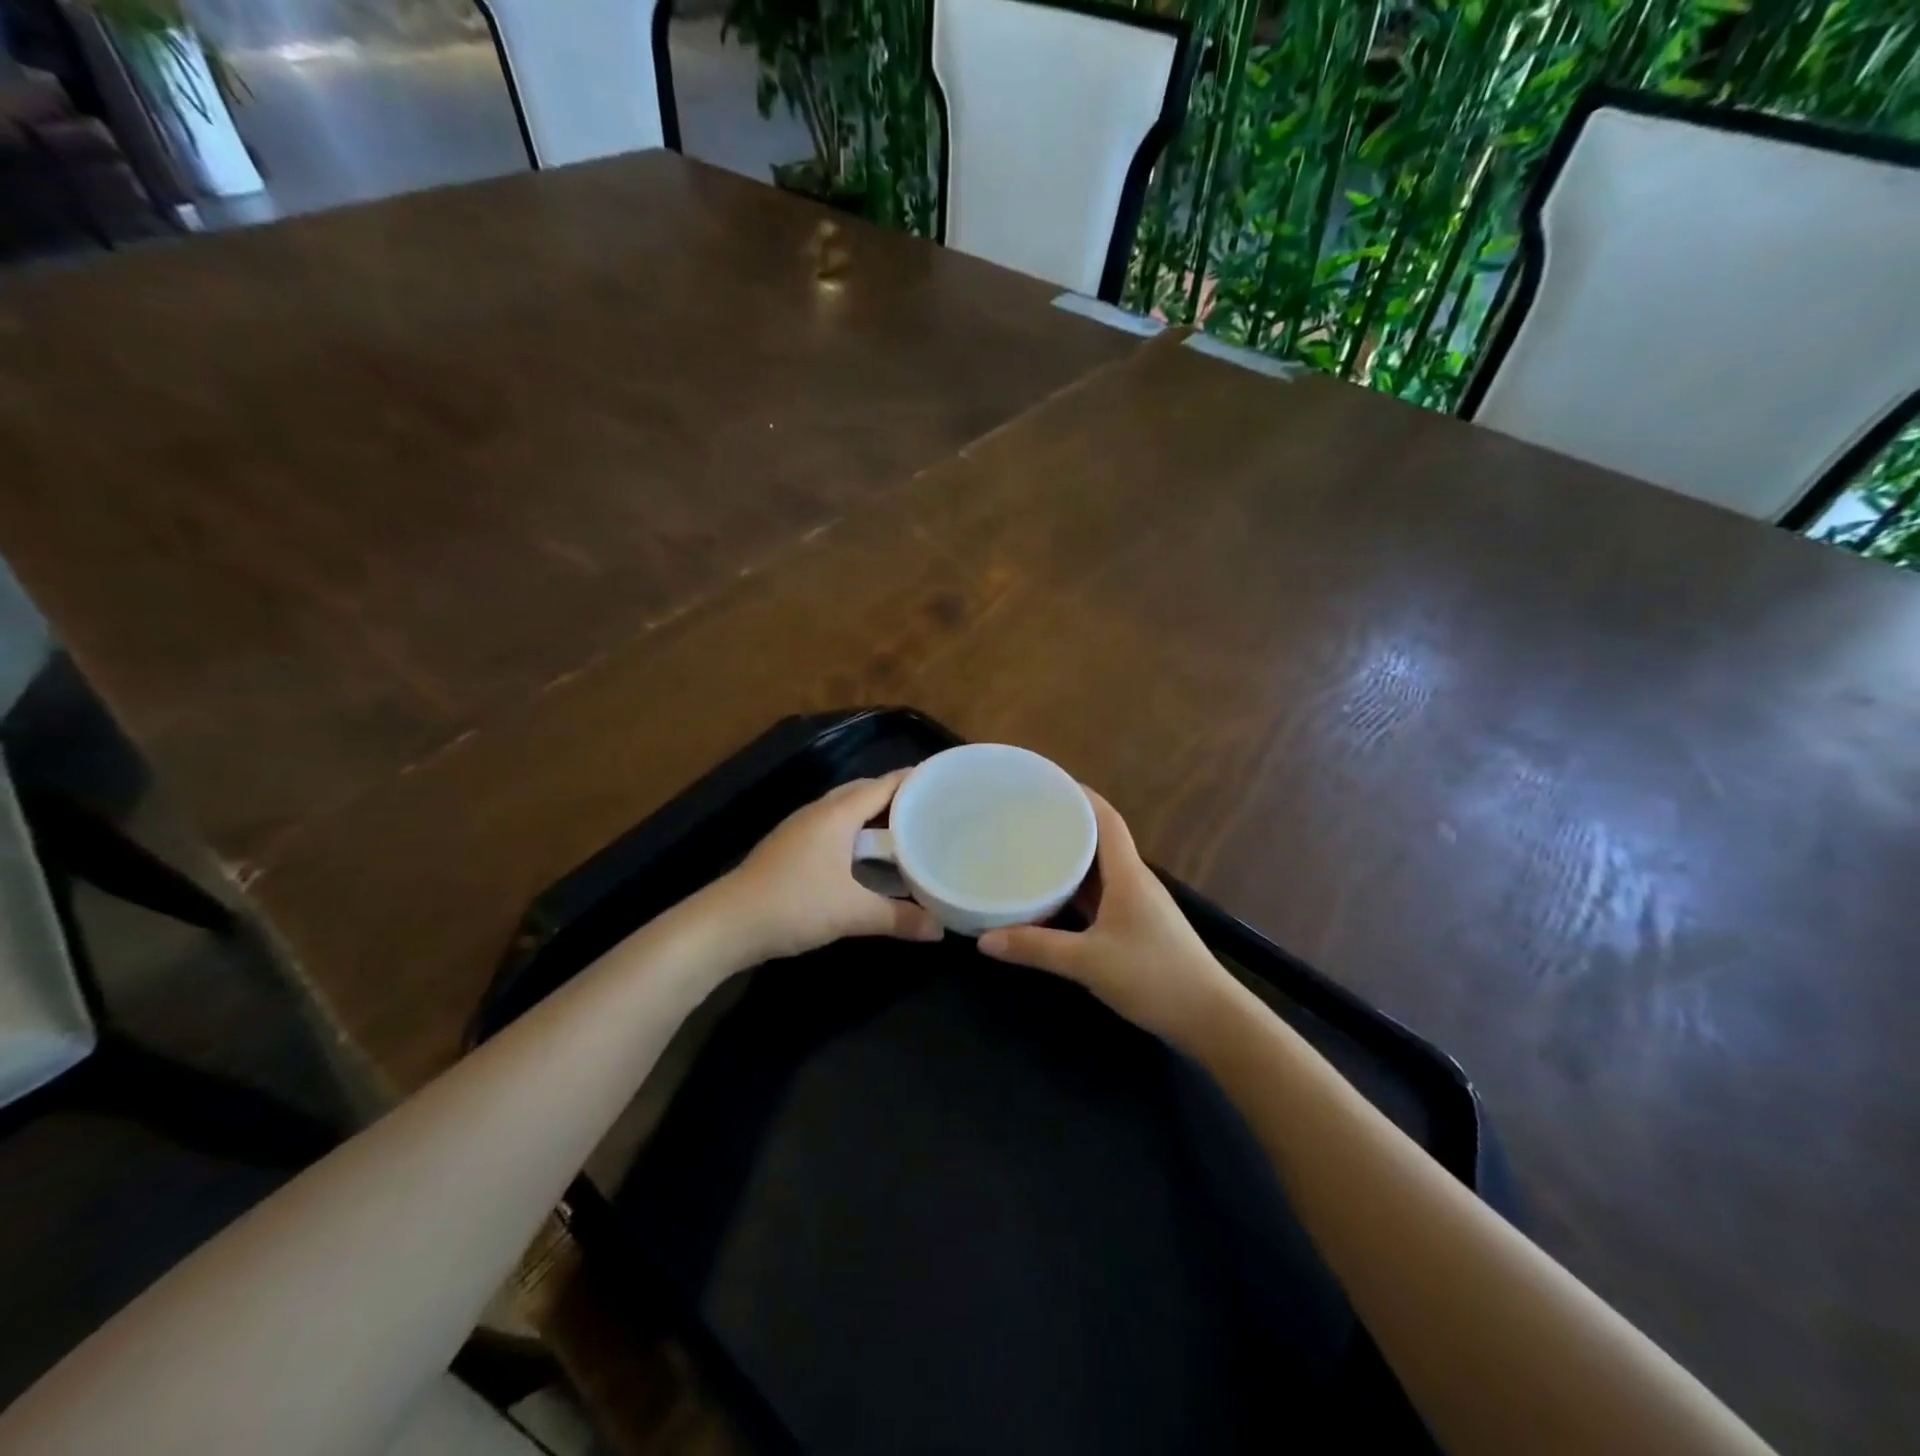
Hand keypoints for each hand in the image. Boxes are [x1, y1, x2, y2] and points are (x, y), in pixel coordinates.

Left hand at [718, 771, 943, 964]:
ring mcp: (800, 829)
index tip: (944, 783)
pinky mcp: (790, 848)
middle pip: (864, 792)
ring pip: (846, 810)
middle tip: (930, 809)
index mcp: (837, 814)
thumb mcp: (852, 913)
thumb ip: (899, 917)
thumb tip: (940, 929)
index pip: (884, 784)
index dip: (914, 781)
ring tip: (905, 831)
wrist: (726, 924)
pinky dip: (856, 833)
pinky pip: (833, 828)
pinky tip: (867, 857)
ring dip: (874, 816)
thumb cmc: (793, 905)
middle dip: (896, 797)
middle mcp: (819, 812)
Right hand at [978, 791, 1238, 1048]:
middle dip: (1067, 824)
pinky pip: (1101, 895)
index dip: (1080, 795)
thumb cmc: (1154, 977)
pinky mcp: (1137, 927)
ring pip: (1100, 870)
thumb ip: (1036, 949)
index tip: (1047, 783)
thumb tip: (984, 940)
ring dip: (1071, 859)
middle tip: (1026, 817)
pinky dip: (1076, 890)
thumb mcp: (1088, 963)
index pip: (1106, 818)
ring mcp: (1138, 905)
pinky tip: (1051, 898)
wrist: (1210, 1019)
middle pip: (1100, 840)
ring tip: (1031, 850)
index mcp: (1128, 874)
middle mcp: (1134, 881)